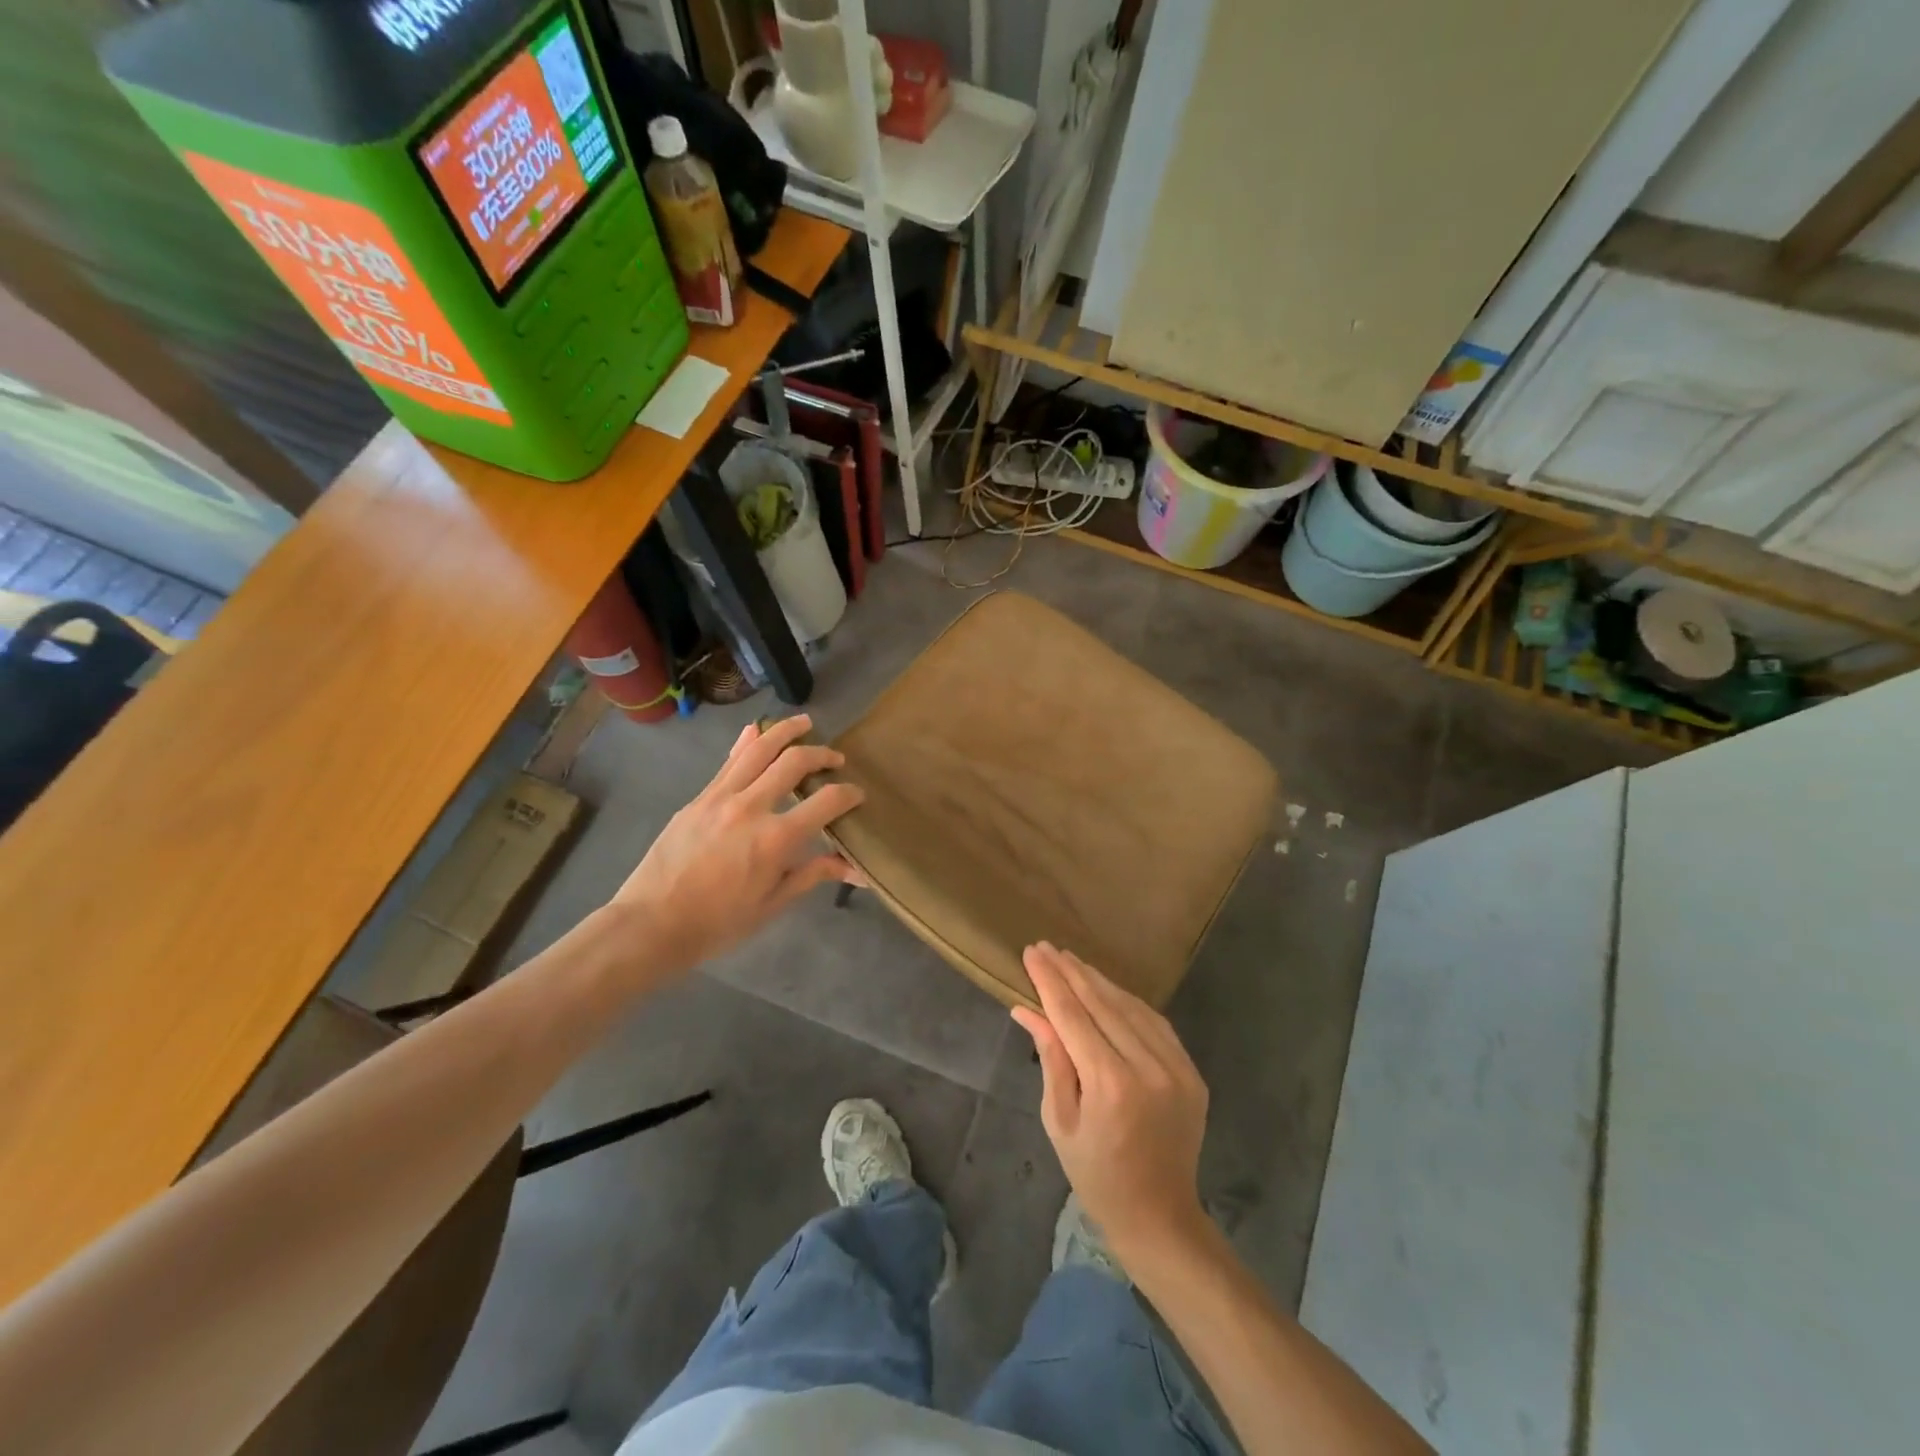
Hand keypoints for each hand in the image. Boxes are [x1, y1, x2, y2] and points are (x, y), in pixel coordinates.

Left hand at [609, 715, 863, 977]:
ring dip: (785, 731)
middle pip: (794, 762)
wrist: (650, 924)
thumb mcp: (772, 904)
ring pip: (758, 749)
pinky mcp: (698, 798)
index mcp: (776, 838)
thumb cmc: (718, 924)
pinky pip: (728, 762)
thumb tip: (858, 870)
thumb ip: (814, 875)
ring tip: (804, 722)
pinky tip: (756, 730)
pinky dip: (746, 742)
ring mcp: (720, 797)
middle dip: (822, 754)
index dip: (849, 794)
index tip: (858, 795)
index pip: (826, 801)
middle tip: (835, 758)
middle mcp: (751, 806)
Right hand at [1012, 943, 1210, 1267]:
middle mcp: (1148, 1068)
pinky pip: (1156, 1024)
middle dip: (1071, 972)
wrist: (1160, 1216)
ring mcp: (1177, 1068)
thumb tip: (1028, 1008)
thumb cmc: (1095, 1175)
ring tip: (1072, 961)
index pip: (1073, 1016)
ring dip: (1099, 981)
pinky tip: (1108, 988)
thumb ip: (1051, 1057)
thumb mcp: (1060, 1119)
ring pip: (1132, 1007)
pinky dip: (1128, 1002)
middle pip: (1103, 1004)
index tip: (1032, 952)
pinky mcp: (1192, 1072)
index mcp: (1110, 1085)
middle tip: (1047, 947)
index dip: (1050, 981)